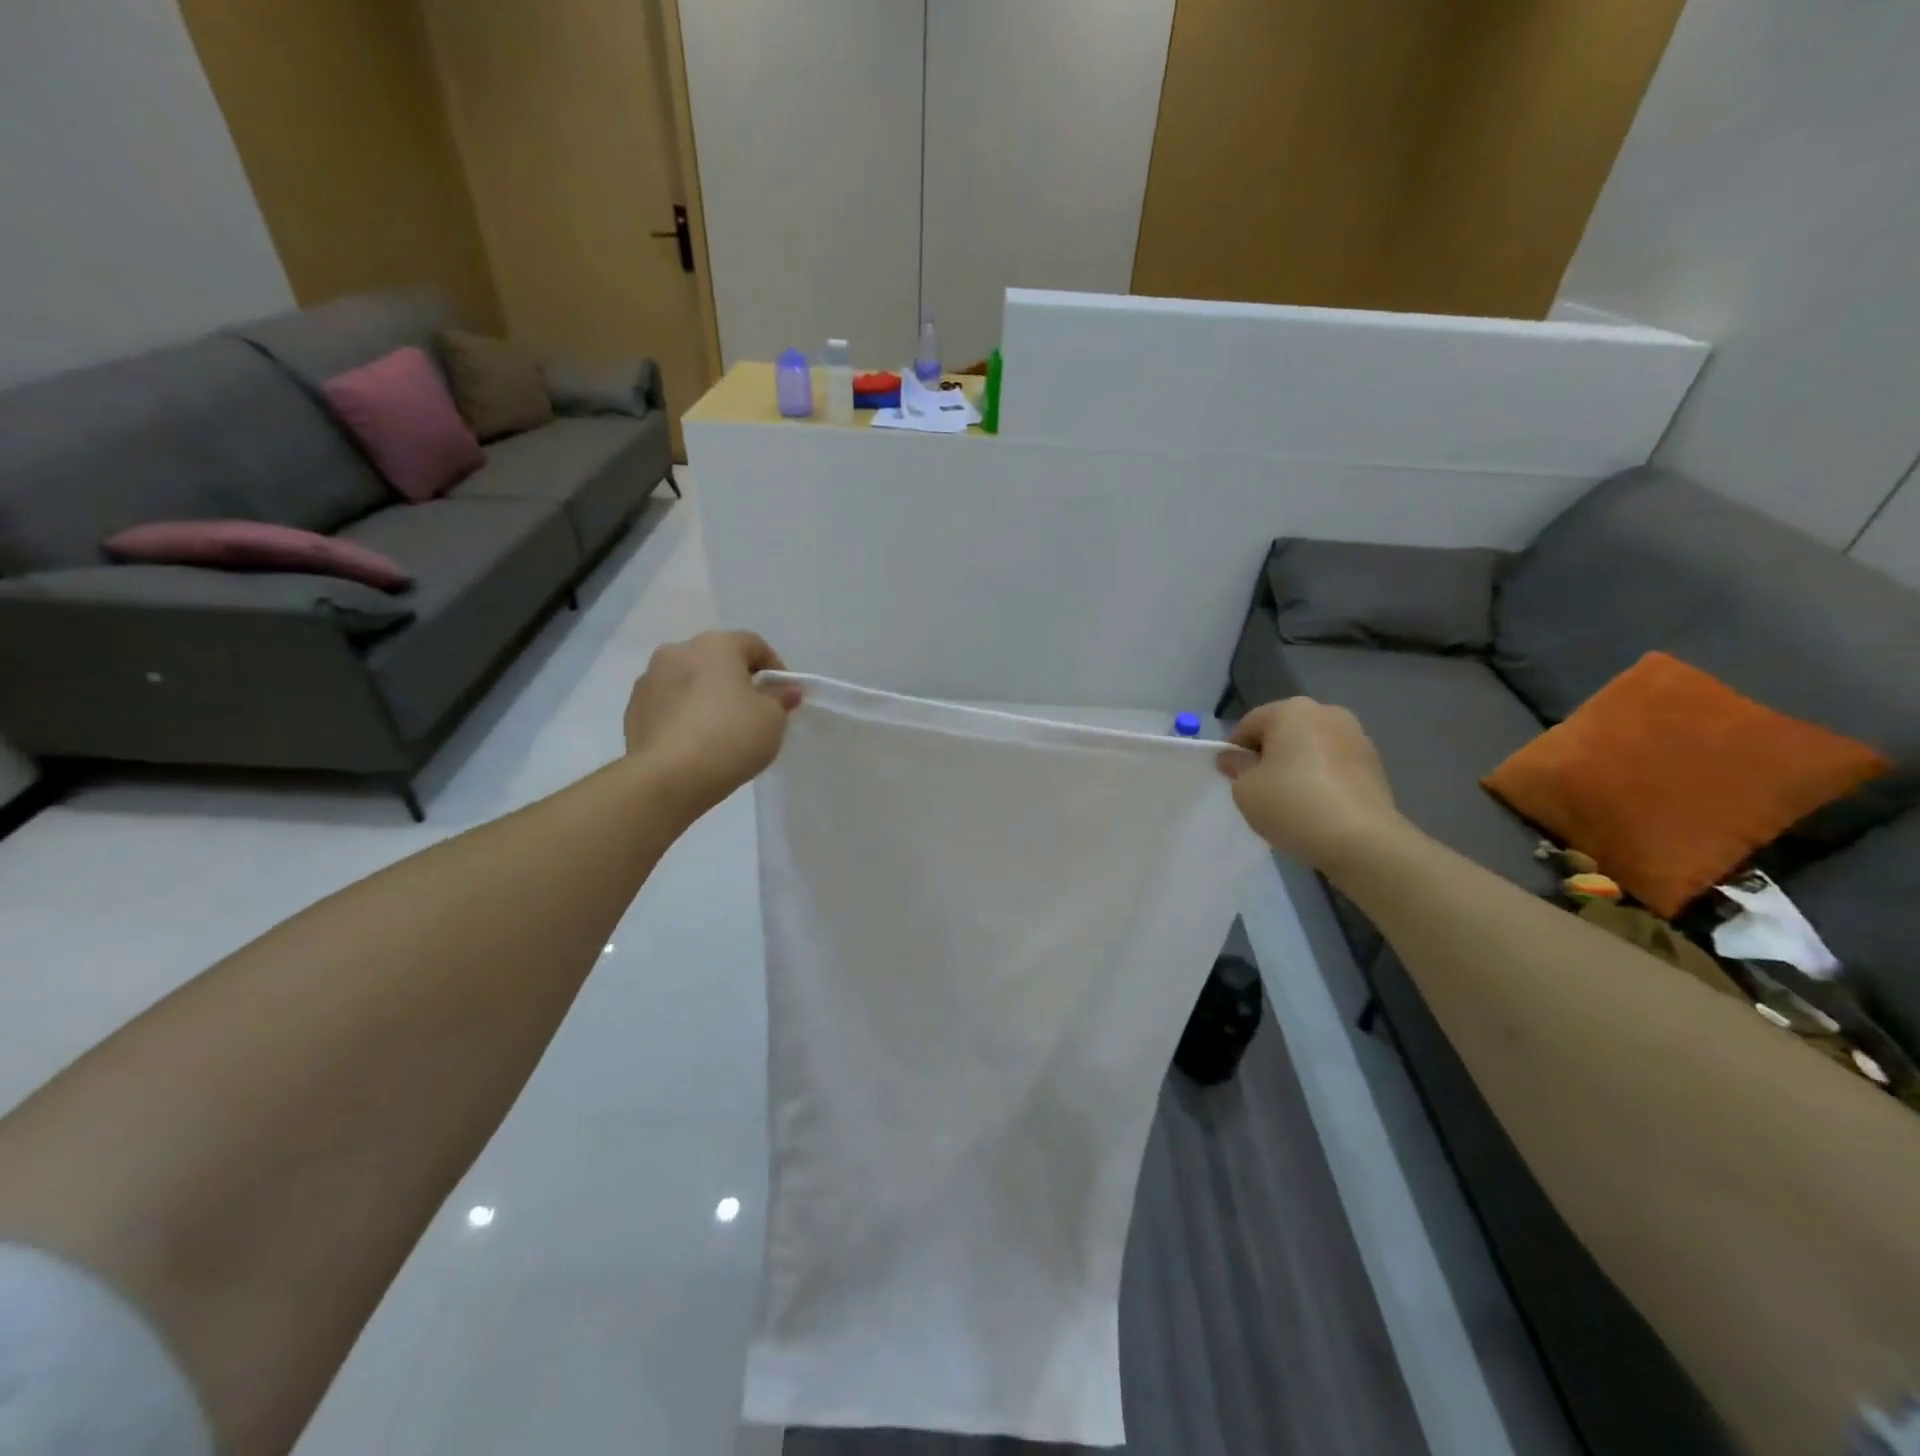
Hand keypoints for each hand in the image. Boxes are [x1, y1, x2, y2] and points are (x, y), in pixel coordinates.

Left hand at [623, 631, 801, 814]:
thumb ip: (780, 699)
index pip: (754, 645)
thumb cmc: (730, 737)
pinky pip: (668, 705)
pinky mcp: (633, 710)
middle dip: (736, 681)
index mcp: (715, 645)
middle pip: (717, 660)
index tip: (783, 696)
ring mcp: (649, 680)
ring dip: (706, 696)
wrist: (669, 777)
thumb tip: (784, 690)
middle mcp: (678, 652)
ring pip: (689, 681)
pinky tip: (695, 743)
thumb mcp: (772, 719)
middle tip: (753, 712)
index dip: (775, 668)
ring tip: (721, 730)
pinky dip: (684, 715)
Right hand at [1218, 698, 1408, 871]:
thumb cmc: (1293, 805)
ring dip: (1297, 766)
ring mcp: (1356, 736)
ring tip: (1292, 801)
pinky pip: (1334, 764)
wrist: (1361, 840)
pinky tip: (1318, 806)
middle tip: (1261, 790)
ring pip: (1310, 748)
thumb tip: (1234, 758)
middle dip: (1269, 756)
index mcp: (1291, 710)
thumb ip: (1236, 767)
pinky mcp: (1374, 762)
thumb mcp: (1245, 789)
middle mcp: (1326, 713)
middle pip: (1283, 732)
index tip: (1233, 779)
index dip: (1235, 752)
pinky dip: (1321, 778)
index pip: (1249, 725)